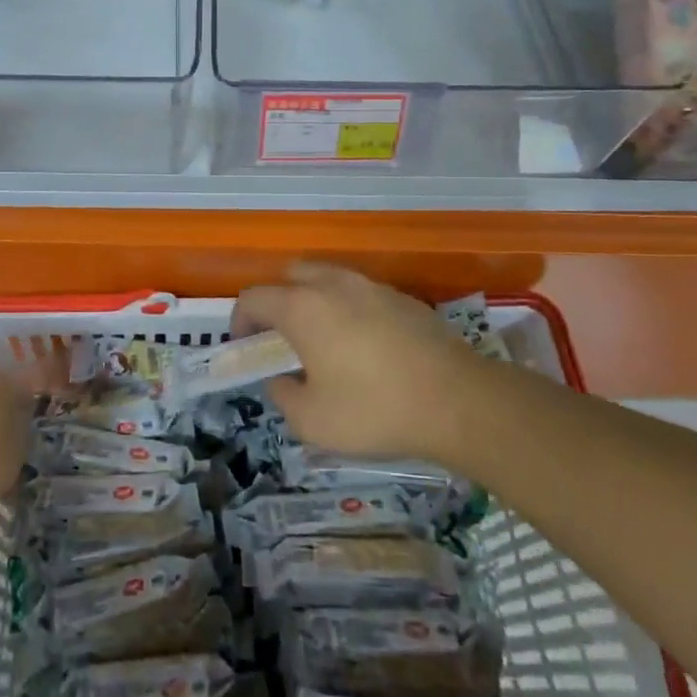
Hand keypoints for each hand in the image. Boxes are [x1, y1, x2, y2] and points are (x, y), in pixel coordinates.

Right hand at [233, 263, 488, 465]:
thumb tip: (281, 379)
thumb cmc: (374, 410)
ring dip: (314, 301)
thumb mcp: (312, 421)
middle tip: (282, 339)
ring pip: (328, 279)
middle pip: (290, 276)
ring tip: (323, 341)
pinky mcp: (402, 298)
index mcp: (302, 307)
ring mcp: (371, 286)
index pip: (254, 298)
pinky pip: (360, 293)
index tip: (245, 348)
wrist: (457, 401)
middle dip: (277, 302)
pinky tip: (365, 346)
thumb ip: (283, 395)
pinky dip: (348, 309)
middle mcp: (332, 284)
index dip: (240, 321)